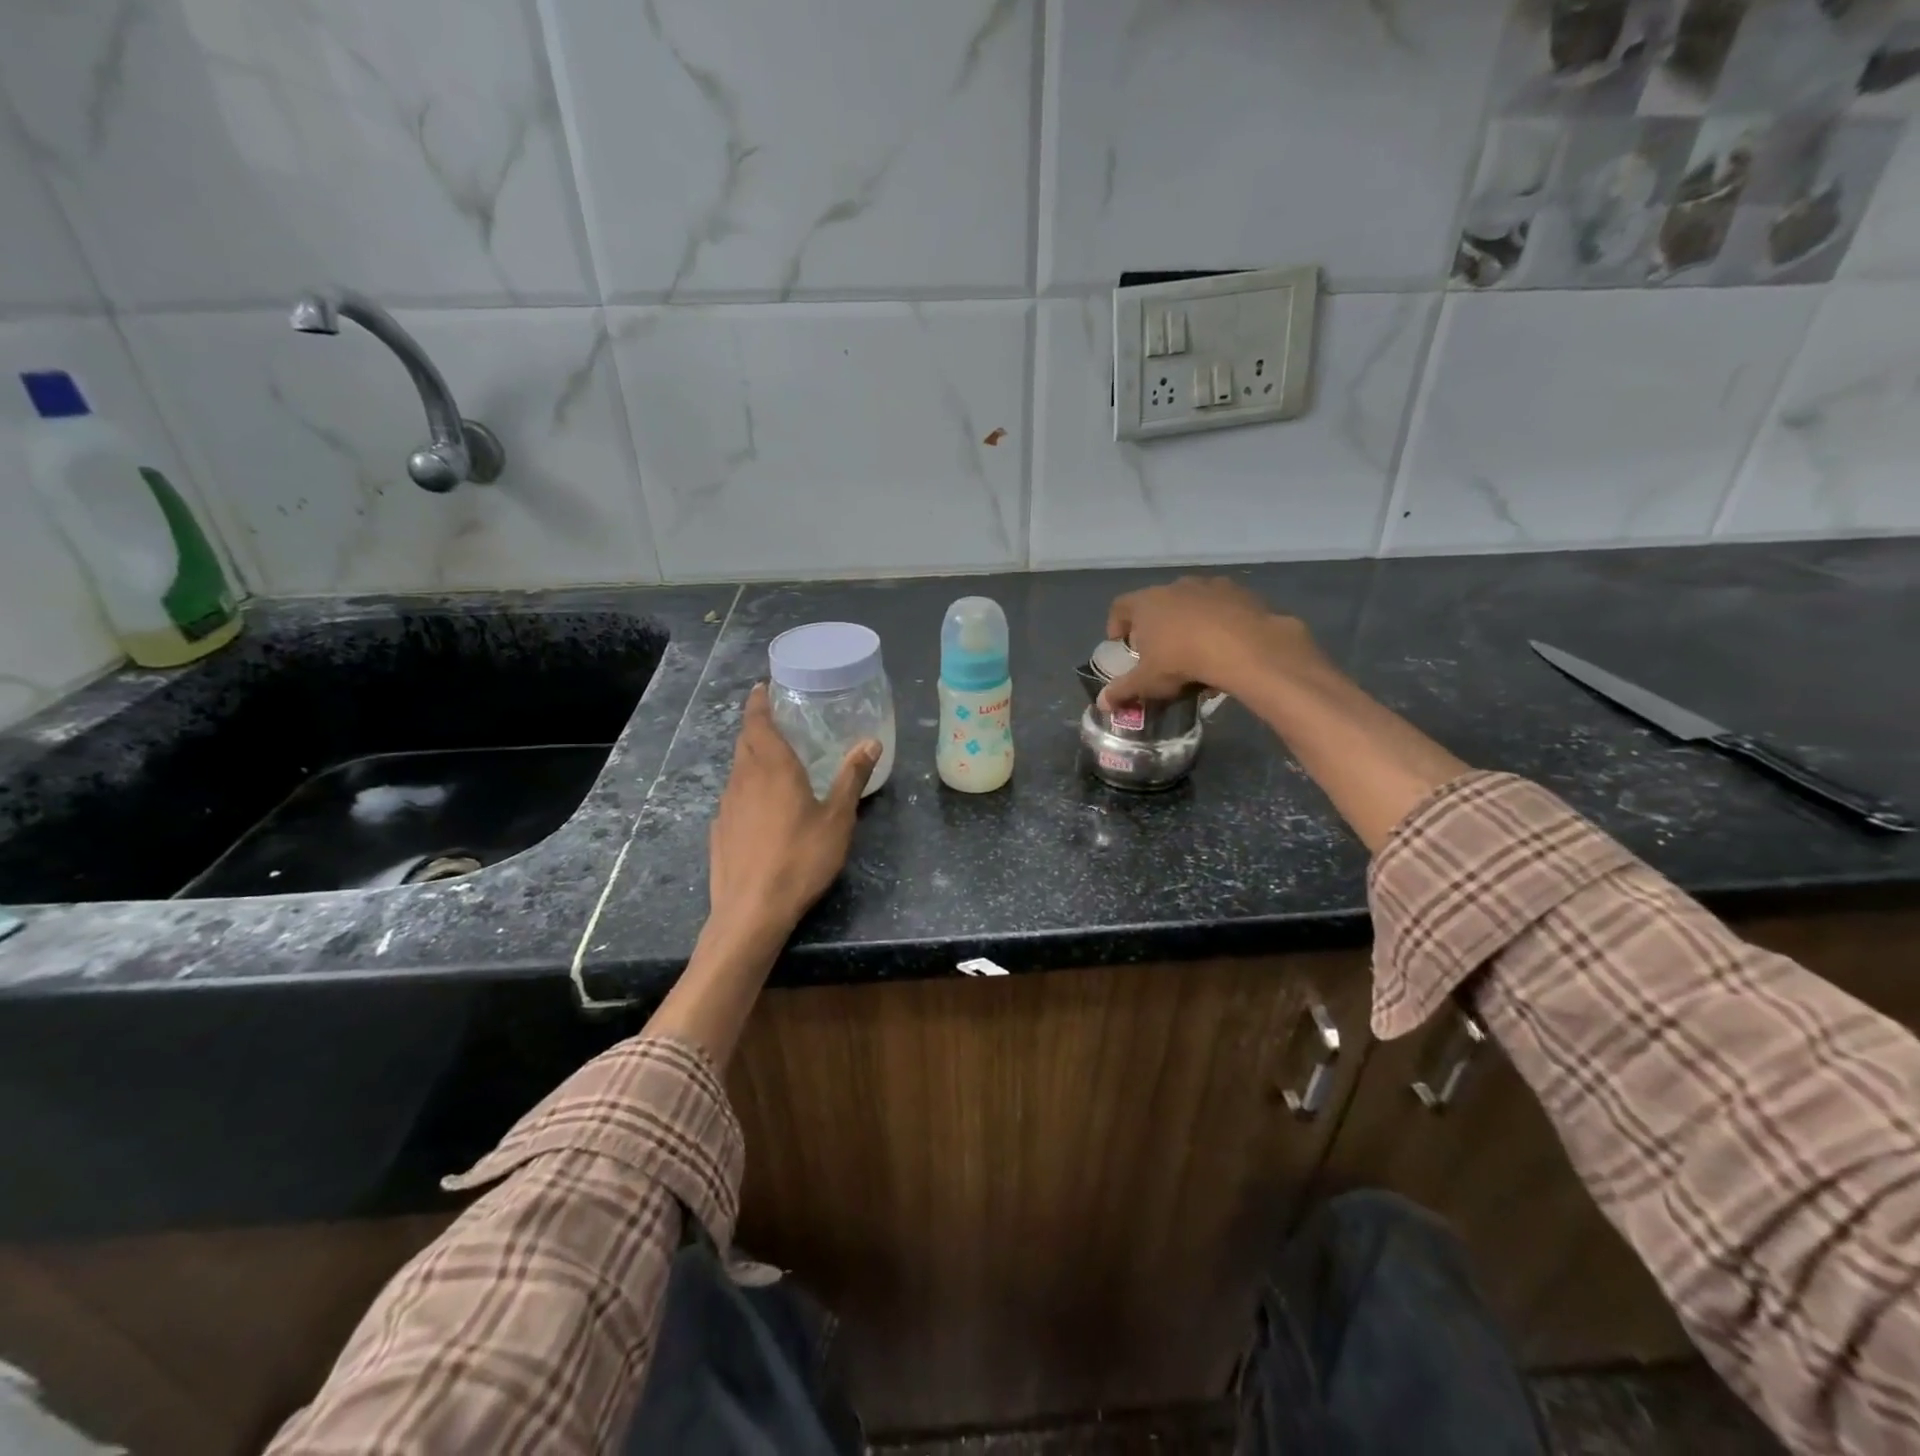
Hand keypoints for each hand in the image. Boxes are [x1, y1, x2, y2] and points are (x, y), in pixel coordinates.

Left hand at [708, 684, 879, 936]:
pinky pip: (733, 797)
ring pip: (737, 770)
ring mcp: (726, 806)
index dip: (759, 702)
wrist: (751, 911)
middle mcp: (744, 779)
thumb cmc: (801, 858)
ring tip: (774, 762)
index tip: (762, 688)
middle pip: (745, 742)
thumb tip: (871, 741)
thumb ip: (851, 778)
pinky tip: (762, 808)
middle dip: (756, 726)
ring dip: (752, 758)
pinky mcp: (719, 831)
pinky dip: (746, 788)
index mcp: (773, 767)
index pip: (758, 722)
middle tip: (777, 721)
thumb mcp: (837, 818)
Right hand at [1098, 577, 1328, 707]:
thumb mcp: (1147, 682)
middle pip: (1156, 602)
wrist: (1243, 646)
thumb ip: (1122, 691)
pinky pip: (1220, 606)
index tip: (1122, 644)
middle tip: (1158, 650)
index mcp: (1146, 603)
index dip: (1116, 625)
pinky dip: (1218, 620)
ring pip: (1190, 602)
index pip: (1120, 606)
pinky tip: (1224, 644)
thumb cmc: (1181, 661)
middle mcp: (1174, 587)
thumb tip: (1101, 704)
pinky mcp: (1238, 592)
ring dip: (1188, 620)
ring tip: (1195, 649)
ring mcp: (1208, 586)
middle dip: (1154, 624)